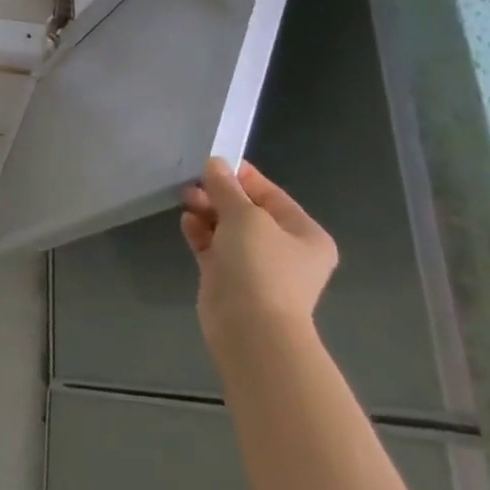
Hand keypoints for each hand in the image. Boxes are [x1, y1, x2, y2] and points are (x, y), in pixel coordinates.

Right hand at [180, 158, 337, 349]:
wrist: (250, 328)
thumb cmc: (260, 265)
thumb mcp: (244, 216)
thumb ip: (226, 188)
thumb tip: (215, 164)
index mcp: (304, 234)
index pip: (271, 194)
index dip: (242, 176)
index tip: (211, 162)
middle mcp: (285, 249)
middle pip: (248, 211)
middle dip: (220, 195)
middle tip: (191, 183)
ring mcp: (257, 265)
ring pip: (228, 229)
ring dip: (207, 212)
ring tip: (184, 199)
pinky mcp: (230, 278)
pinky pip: (214, 247)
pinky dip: (201, 233)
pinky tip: (186, 222)